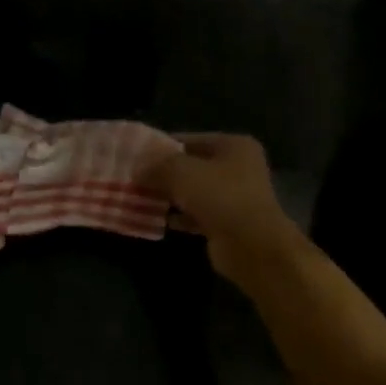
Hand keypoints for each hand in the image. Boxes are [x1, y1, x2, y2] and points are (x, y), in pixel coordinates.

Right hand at [142, 133, 303, 284]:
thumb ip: (157, 166)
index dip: (161, 147)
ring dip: (169, 196)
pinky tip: (158, 220)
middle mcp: (238, 168)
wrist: (252, 245)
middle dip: (162, 174)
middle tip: (134, 179)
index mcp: (233, 146)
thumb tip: (137, 169)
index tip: (135, 157)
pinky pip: (196, 215)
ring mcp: (234, 197)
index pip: (189, 139)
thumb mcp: (181, 172)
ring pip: (193, 192)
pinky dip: (179, 217)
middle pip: (191, 166)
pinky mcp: (228, 223)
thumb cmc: (220, 197)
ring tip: (140, 199)